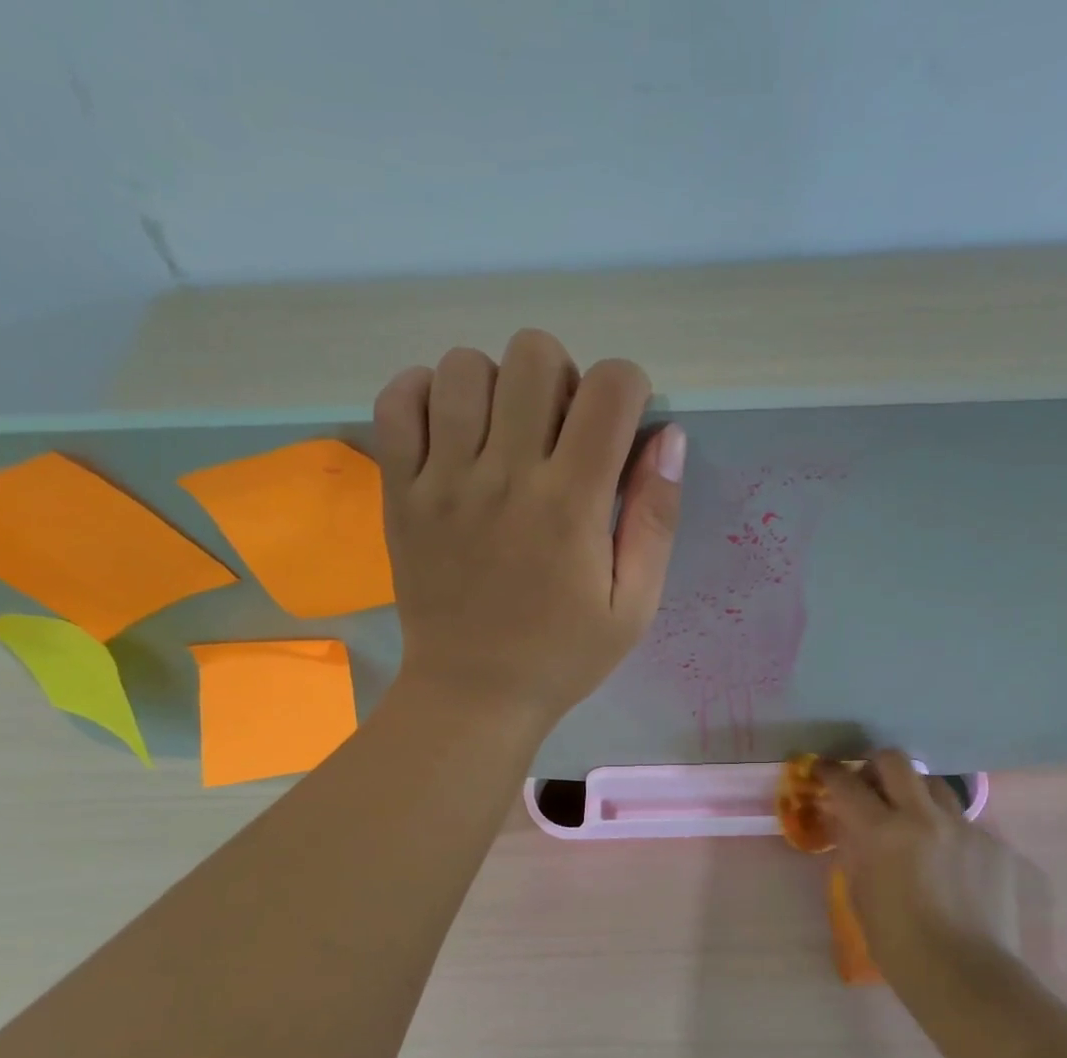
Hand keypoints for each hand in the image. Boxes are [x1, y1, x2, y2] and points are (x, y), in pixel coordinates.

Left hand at [373, 329, 685, 725]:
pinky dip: (426, 396)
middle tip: (561, 435)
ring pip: (466, 366)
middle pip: (535, 354)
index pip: (611, 387)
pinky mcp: (400, 492)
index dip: (629, 390)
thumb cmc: (562, 656)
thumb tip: (668, 435)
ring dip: (498, 387)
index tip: (620, 430)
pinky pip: (398, 401)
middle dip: (564, 378)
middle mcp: (506, 476)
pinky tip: (451, 433)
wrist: (473, 695)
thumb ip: (656, 519)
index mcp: (572, 504)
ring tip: (505, 437)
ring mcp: (443, 480)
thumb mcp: (634, 606)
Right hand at [817, 752, 1020, 975]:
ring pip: (935, 785)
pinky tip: (945, 862)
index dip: (830, 772)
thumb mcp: (859, 892)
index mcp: (882, 831)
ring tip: (910, 819)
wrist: (965, 974)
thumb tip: (847, 822)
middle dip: (875, 765)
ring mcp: (963, 827)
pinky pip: (962, 822)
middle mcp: (923, 817)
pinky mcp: (992, 843)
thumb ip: (852, 847)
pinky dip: (945, 830)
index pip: (847, 784)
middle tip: (869, 785)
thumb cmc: (897, 942)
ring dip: (914, 793)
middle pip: (895, 761)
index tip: (823, 771)